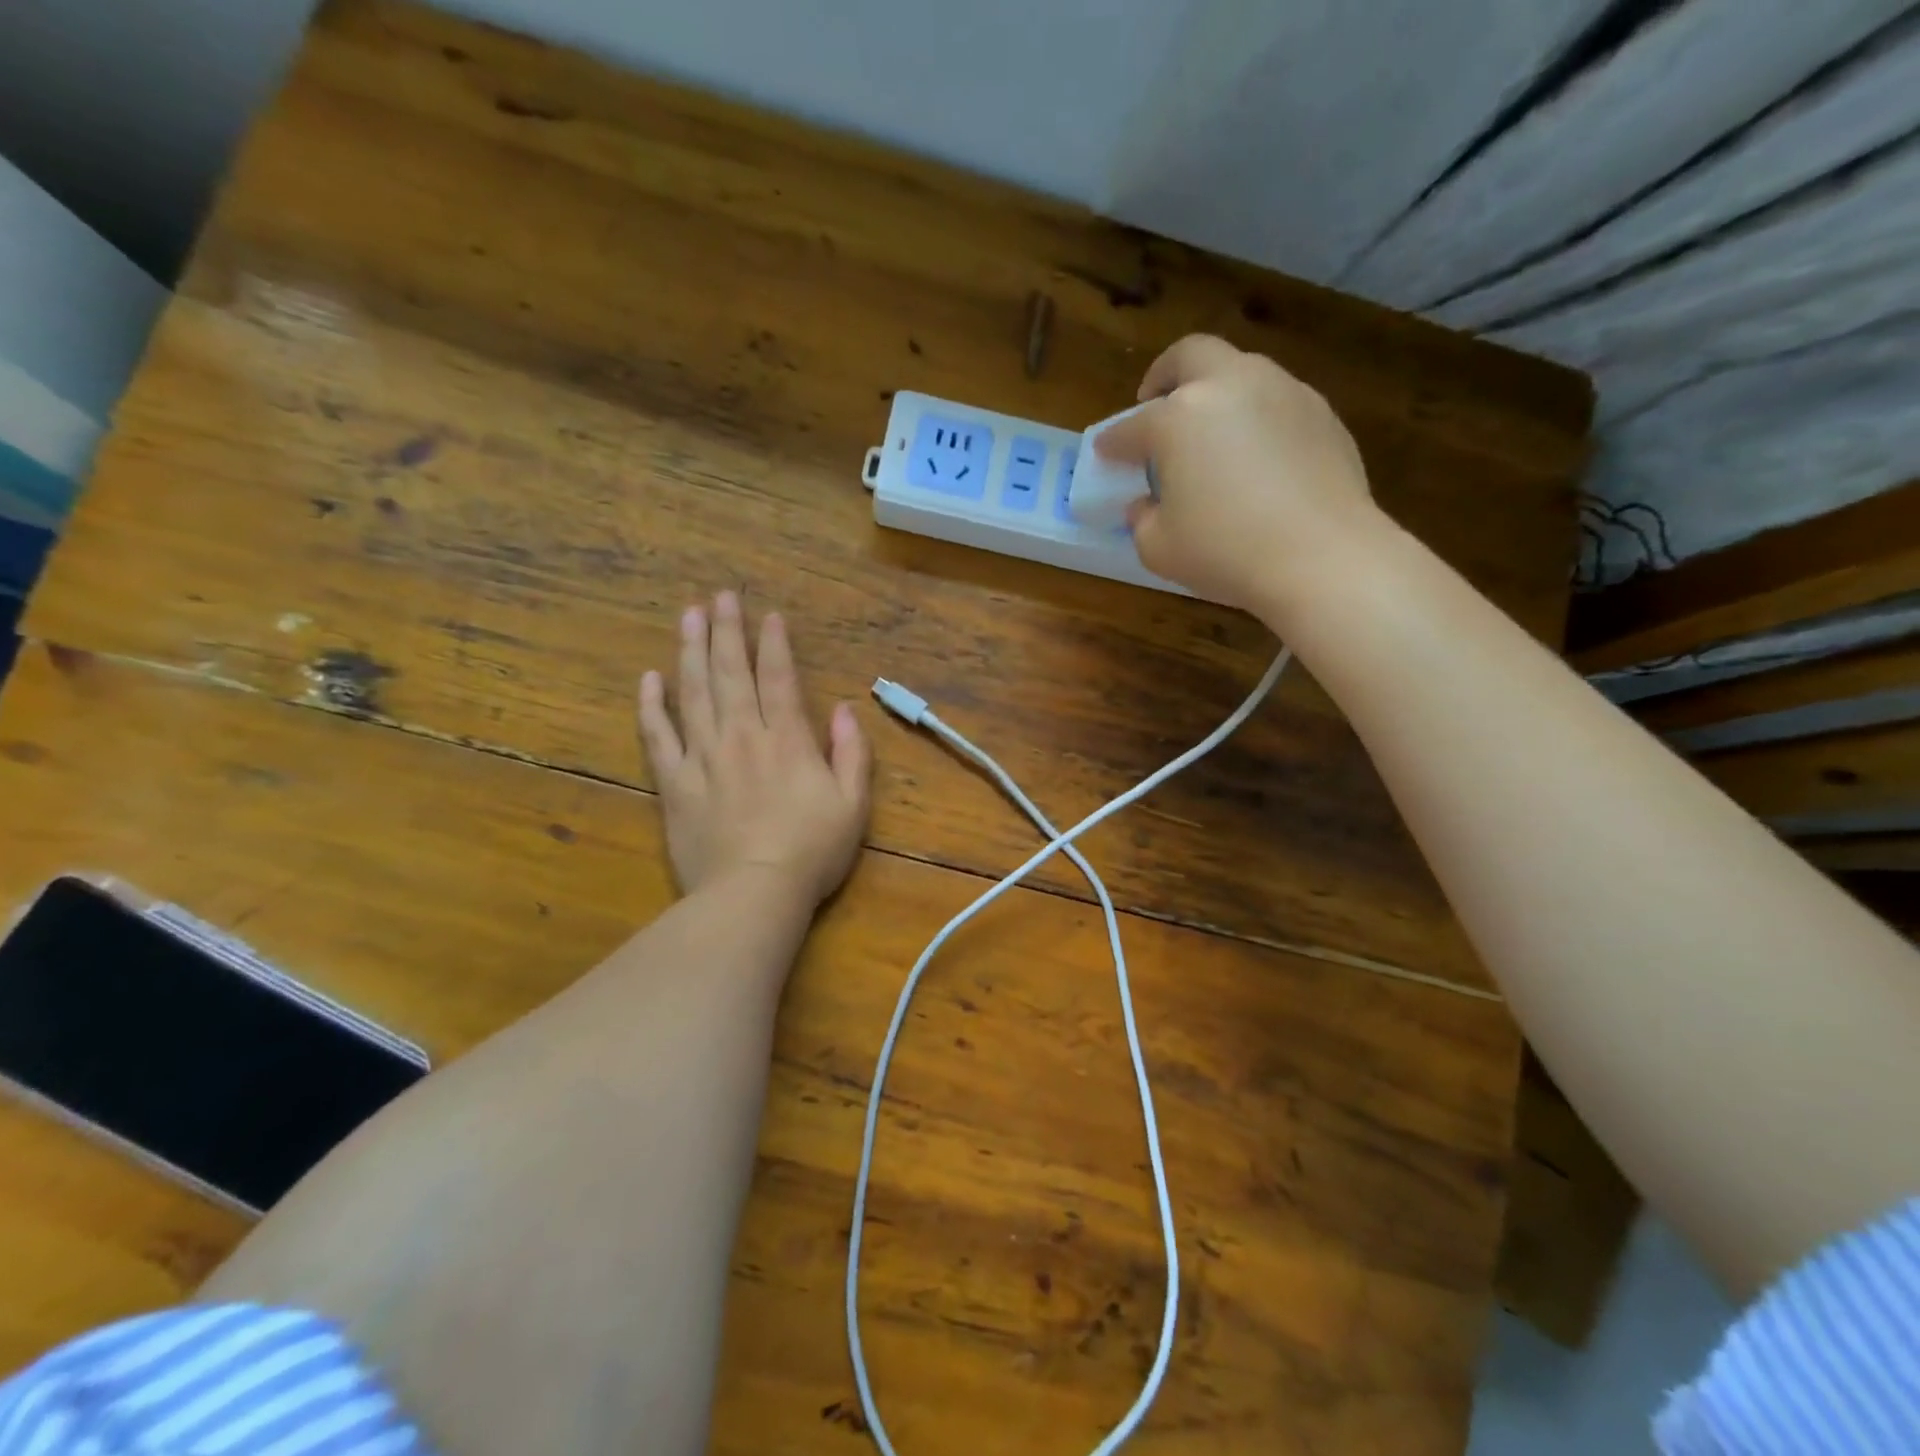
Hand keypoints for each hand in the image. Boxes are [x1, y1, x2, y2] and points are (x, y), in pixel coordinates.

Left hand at [638, 592, 870, 906]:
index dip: (774, 643)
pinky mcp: (674, 783)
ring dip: (691, 651)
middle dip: (727, 630)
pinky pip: (658, 737)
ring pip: (693, 693)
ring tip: (688, 616)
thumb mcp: (853, 805)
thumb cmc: (811, 852)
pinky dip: (652, 706)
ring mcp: (703, 758)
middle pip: (731, 673)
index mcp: (787, 740)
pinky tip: (649, 679)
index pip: (779, 678)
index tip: (769, 614)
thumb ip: (852, 754)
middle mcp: (743, 736)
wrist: (753, 894)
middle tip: (720, 596)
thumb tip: (845, 711)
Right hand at [1094, 334, 1385, 621]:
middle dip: (1165, 375)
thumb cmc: (1225, 552)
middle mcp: (1229, 387)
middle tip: (1156, 403)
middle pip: (1190, 356)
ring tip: (1211, 433)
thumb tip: (1147, 503)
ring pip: (1240, 371)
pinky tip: (1256, 456)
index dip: (1113, 442)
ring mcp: (1282, 392)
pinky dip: (1255, 417)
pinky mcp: (1321, 412)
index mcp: (1178, 417)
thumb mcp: (1159, 548)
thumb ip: (1142, 519)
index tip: (1105, 452)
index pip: (1131, 427)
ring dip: (1216, 392)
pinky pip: (1276, 401)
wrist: (1322, 557)